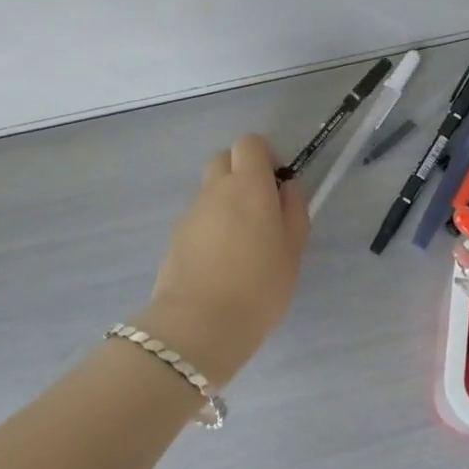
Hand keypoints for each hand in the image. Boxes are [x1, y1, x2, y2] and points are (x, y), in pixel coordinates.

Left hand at [138, 133, 309, 385]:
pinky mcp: (175, 236)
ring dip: (226, 201)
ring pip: (210, 190)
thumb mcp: (293, 250)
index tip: (276, 185)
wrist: (199, 324)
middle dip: (242, 173)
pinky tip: (221, 261)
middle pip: (224, 159)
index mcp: (248, 185)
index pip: (249, 143)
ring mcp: (191, 212)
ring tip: (242, 242)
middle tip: (260, 209)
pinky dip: (211, 225)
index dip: (265, 157)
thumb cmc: (259, 286)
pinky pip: (198, 217)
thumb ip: (293, 211)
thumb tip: (285, 188)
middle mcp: (215, 189)